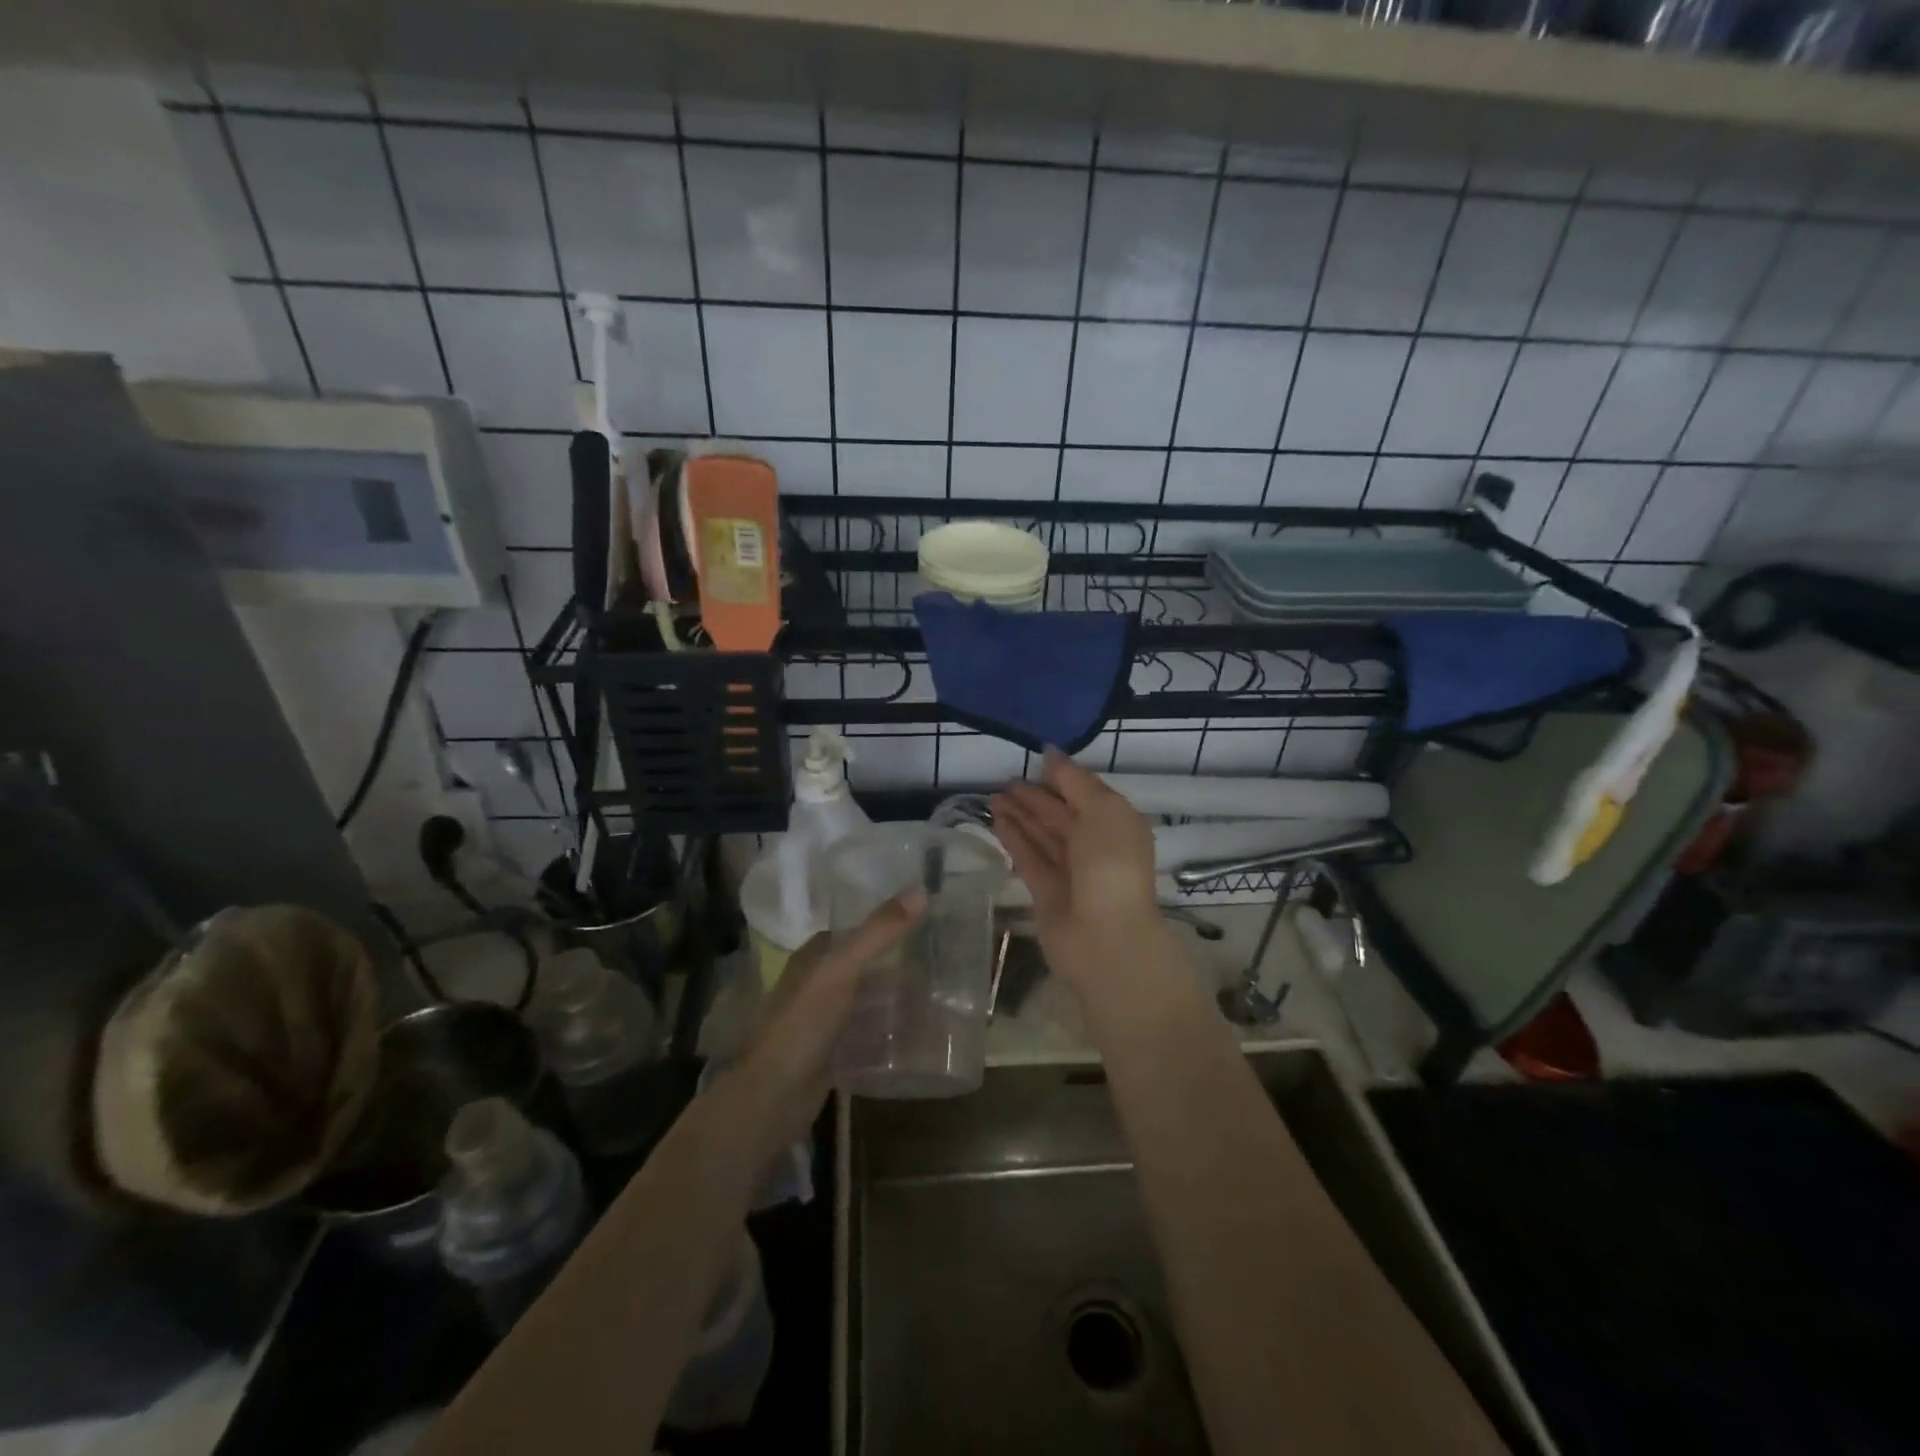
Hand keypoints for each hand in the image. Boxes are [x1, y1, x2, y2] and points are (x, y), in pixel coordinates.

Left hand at [734, 891, 922, 1138]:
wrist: (773, 1094)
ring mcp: (825, 1022)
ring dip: (898, 1006)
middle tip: (944, 973)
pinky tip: (919, 1040)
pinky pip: (868, 1038)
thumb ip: (880, 931)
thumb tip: (921, 890)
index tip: (928, 925)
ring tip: (939, 1007)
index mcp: (816, 957)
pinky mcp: (832, 1054)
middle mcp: (819, 984)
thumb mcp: (843, 968)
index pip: (857, 932)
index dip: (889, 928)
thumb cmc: (805, 1021)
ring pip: (869, 1006)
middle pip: (867, 971)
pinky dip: (890, 1037)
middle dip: (900, 972)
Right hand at [992, 750, 1164, 990]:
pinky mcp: (1047, 893)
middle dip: (1035, 797)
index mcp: (1118, 825)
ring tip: (994, 796)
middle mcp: (1096, 847)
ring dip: (1020, 815)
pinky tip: (996, 820)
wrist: (1106, 937)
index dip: (1062, 777)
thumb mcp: (1103, 810)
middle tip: (1005, 780)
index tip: (1035, 760)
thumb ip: (1075, 781)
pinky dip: (1014, 839)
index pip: (1087, 794)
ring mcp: (1071, 872)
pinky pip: (1029, 858)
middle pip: (1062, 815)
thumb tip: (1051, 753)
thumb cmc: (1111, 865)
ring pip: (1043, 836)